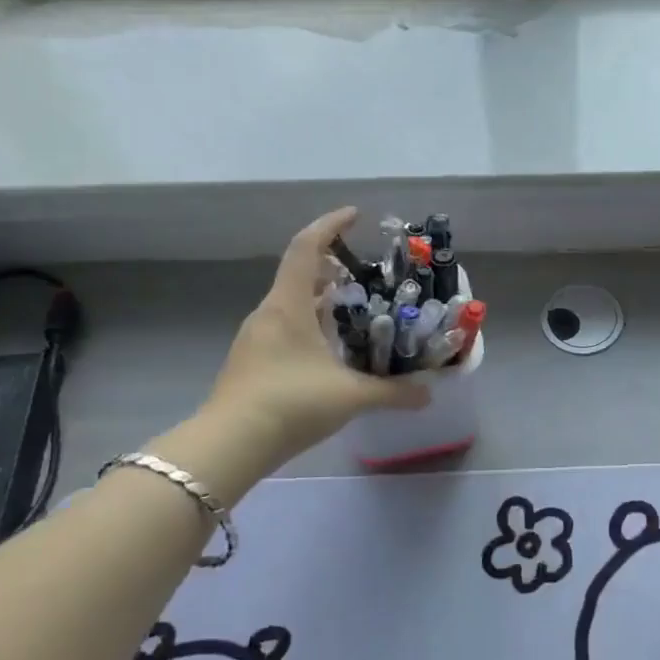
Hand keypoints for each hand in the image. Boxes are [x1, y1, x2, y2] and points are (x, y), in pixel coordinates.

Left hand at [196, 208, 427, 471]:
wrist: (230, 444)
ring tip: (356, 309)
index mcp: (288, 306)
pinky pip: (287, 329)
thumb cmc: (291, 404)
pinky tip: (332, 349)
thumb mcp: (351, 396)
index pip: (306, 249)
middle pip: (300, 275)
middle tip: (366, 272)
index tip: (354, 216)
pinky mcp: (253, 362)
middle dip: (333, 267)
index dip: (330, 226)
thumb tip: (429, 393)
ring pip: (293, 305)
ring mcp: (257, 339)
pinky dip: (312, 326)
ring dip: (322, 299)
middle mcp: (269, 314)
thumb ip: (394, 392)